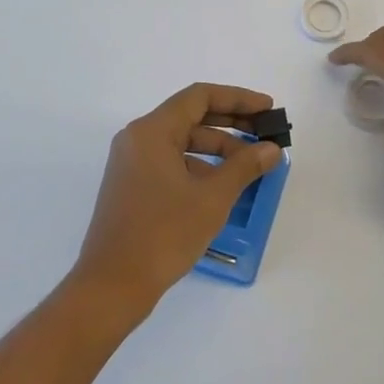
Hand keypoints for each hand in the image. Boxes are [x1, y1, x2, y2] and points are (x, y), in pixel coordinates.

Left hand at [73, 82, 281, 313]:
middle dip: (231, 123)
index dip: (238, 99)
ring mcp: (132, 163)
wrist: (112, 287)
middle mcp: (138, 139)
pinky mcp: (132, 186)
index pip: (200, 97)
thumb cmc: (163, 234)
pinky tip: (223, 186)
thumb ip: (244, 166)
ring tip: (251, 165)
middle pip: (191, 116)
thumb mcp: (212, 198)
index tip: (267, 109)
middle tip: (265, 134)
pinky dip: (200, 166)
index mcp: (152, 131)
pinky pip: (172, 162)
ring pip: (182, 142)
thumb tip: (271, 149)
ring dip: (218, 148)